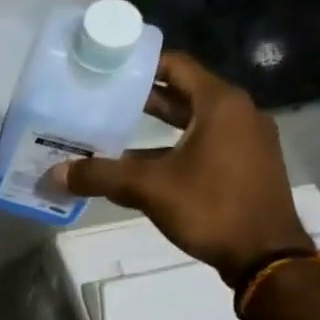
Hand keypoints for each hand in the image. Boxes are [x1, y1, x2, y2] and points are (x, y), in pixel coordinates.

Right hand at [49, 51, 312, 283]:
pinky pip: (204, 144)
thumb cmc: (210, 207)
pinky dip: (173, 147)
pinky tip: (141, 167)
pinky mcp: (246, 165)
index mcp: (220, 103)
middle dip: (142, 97)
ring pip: (192, 122)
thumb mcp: (149, 188)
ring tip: (113, 131)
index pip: (176, 65)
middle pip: (183, 93)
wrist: (265, 255)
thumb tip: (54, 174)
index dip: (141, 64)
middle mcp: (238, 113)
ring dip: (156, 127)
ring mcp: (246, 140)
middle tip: (102, 99)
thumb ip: (100, 176)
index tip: (107, 68)